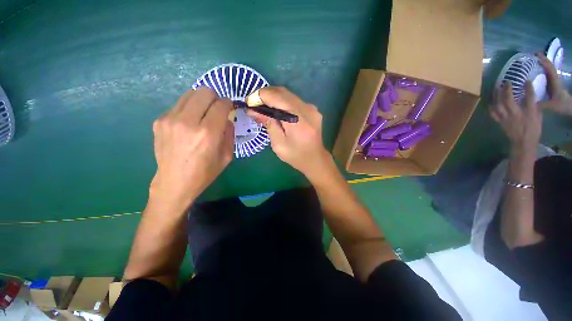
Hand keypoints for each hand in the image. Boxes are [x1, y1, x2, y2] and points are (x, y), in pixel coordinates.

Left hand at [150, 88, 233, 212]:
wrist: (175, 182)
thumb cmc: (205, 171)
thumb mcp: (227, 155)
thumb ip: (229, 133)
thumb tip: (226, 118)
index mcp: (208, 133)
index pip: (221, 105)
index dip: (228, 103)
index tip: (229, 107)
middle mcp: (188, 122)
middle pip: (204, 92)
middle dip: (215, 97)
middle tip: (216, 108)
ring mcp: (170, 119)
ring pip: (190, 94)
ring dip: (201, 100)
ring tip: (203, 113)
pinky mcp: (159, 121)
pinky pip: (178, 105)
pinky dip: (188, 109)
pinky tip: (188, 122)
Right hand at [246, 87, 331, 178]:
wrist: (315, 159)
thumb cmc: (295, 156)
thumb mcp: (278, 144)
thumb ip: (268, 124)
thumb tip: (253, 110)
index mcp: (298, 120)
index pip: (276, 97)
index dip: (260, 96)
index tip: (249, 103)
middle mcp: (307, 109)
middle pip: (282, 92)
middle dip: (265, 95)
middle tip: (254, 104)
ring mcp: (311, 108)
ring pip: (288, 95)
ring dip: (273, 97)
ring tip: (263, 107)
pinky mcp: (312, 109)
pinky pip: (294, 100)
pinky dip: (282, 102)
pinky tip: (276, 110)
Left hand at [490, 81, 541, 154]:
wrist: (523, 143)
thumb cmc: (533, 130)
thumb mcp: (538, 118)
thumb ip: (535, 107)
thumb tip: (532, 98)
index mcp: (529, 113)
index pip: (529, 98)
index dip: (528, 88)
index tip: (526, 80)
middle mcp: (516, 114)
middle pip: (509, 100)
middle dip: (507, 90)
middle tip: (507, 82)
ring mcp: (506, 118)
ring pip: (498, 105)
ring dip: (497, 96)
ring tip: (496, 88)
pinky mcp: (500, 122)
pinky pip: (493, 113)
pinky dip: (491, 107)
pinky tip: (491, 101)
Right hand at [536, 52, 571, 115]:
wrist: (570, 108)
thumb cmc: (562, 105)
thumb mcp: (552, 105)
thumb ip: (541, 104)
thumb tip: (529, 102)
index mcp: (554, 81)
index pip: (549, 68)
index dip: (543, 61)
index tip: (535, 55)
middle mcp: (554, 79)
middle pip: (548, 67)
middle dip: (542, 60)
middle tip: (532, 56)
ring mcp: (553, 82)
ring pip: (547, 70)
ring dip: (541, 65)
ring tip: (532, 62)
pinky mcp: (552, 85)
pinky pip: (546, 76)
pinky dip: (541, 71)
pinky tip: (535, 73)